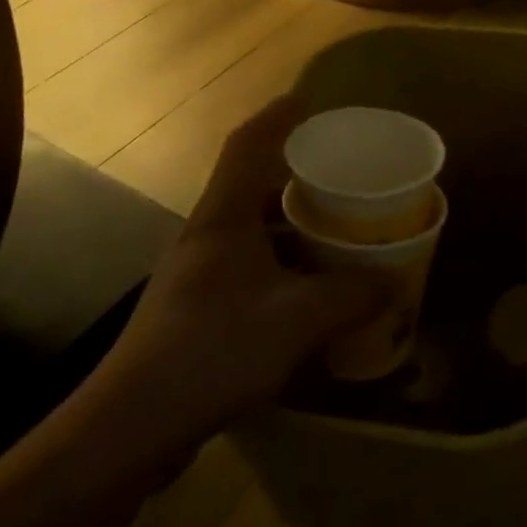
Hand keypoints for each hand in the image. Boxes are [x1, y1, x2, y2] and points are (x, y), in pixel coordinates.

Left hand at [95, 97, 386, 443]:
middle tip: (341, 176)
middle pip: (252, 186)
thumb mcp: (299, 319)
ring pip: (251, 229)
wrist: (132, 425)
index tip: (307, 101)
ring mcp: (197, 273)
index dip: (277, 117)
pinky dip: (281, 264)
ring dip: (290, 225)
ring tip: (335, 230)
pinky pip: (248, 266)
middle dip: (296, 176)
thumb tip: (394, 282)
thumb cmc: (216, 349)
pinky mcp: (195, 308)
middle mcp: (207, 235)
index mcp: (225, 218)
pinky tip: (309, 290)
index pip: (248, 146)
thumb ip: (352, 295)